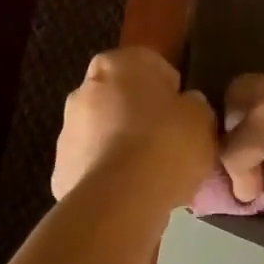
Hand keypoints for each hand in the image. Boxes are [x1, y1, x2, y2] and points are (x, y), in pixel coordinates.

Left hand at [52, 49, 216, 208]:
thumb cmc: (167, 143)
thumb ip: (193, 105)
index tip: (186, 117)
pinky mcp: (60, 167)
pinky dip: (111, 174)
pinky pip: (95, 164)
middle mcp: (85, 88)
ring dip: (124, 145)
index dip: (173, 92)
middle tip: (170, 144)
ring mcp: (67, 129)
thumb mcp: (202, 118)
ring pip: (106, 132)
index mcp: (121, 64)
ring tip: (153, 175)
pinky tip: (133, 192)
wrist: (121, 199)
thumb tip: (185, 106)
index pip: (153, 66)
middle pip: (123, 98)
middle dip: (143, 117)